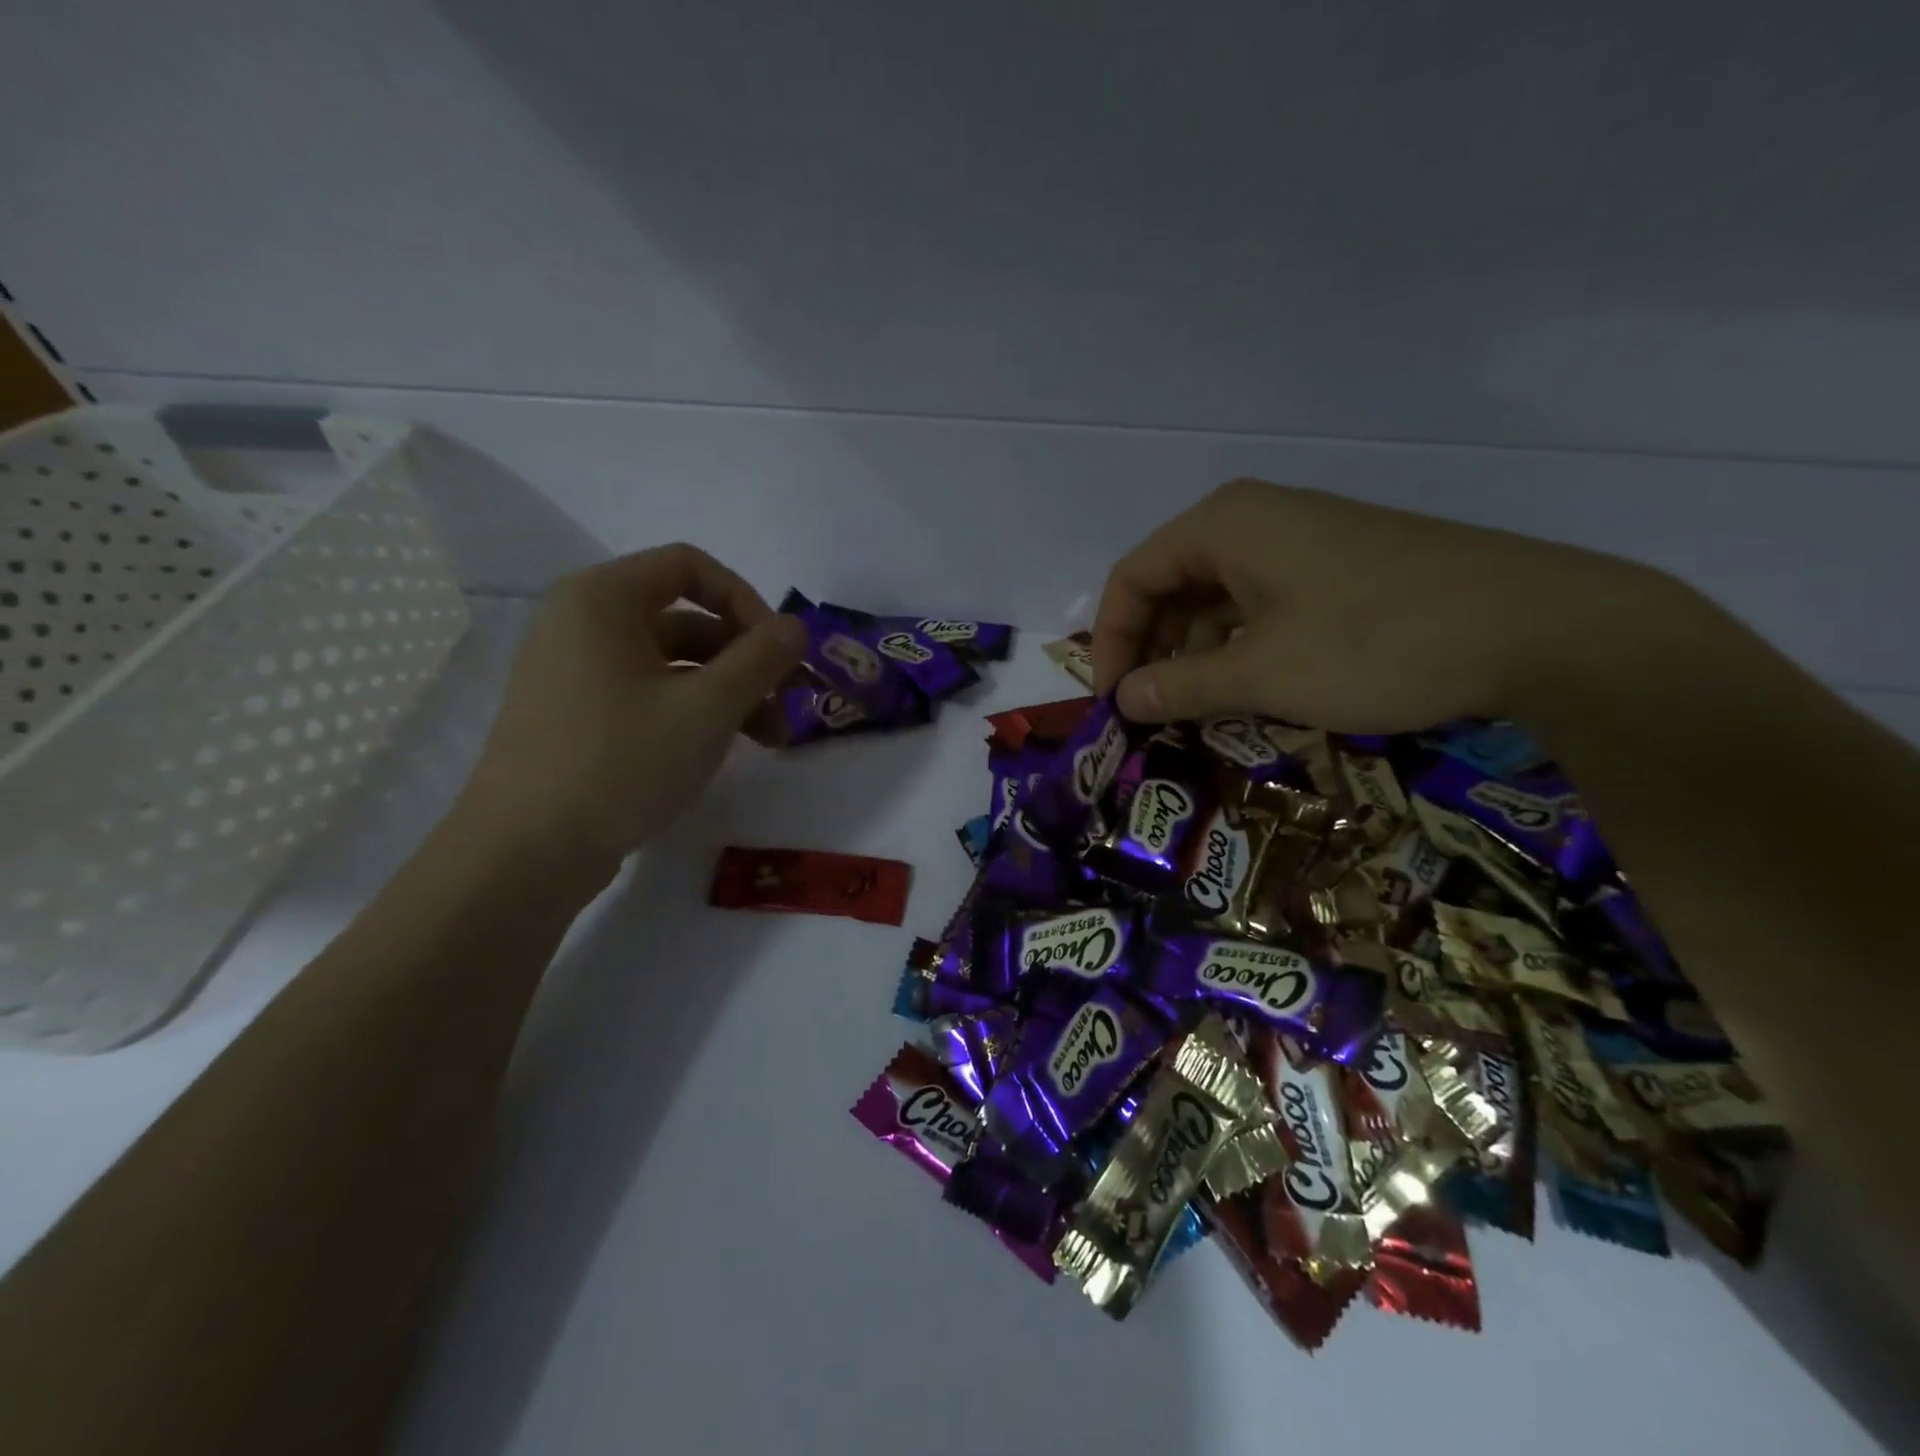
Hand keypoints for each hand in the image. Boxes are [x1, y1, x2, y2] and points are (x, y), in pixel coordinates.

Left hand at [458, 544, 804, 883]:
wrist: (525, 853)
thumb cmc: (620, 761)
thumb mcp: (707, 708)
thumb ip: (760, 659)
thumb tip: (796, 626)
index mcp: (604, 598)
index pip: (692, 567)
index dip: (748, 602)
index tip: (781, 651)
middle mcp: (584, 622)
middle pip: (688, 619)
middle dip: (748, 659)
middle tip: (793, 702)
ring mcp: (577, 672)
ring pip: (674, 663)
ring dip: (730, 692)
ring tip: (773, 739)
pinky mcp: (579, 716)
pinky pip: (649, 694)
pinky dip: (694, 712)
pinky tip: (726, 748)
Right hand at [1091, 479, 1688, 731]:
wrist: (1540, 628)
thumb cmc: (1375, 643)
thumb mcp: (1262, 673)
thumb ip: (1180, 685)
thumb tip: (1123, 699)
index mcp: (1224, 525)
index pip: (1133, 577)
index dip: (1109, 640)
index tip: (1112, 699)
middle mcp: (1258, 519)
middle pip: (1173, 583)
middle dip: (1153, 648)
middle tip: (1151, 708)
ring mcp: (1307, 539)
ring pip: (1220, 596)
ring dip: (1198, 653)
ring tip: (1198, 708)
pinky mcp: (1344, 566)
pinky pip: (1265, 602)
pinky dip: (1243, 646)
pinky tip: (1253, 687)